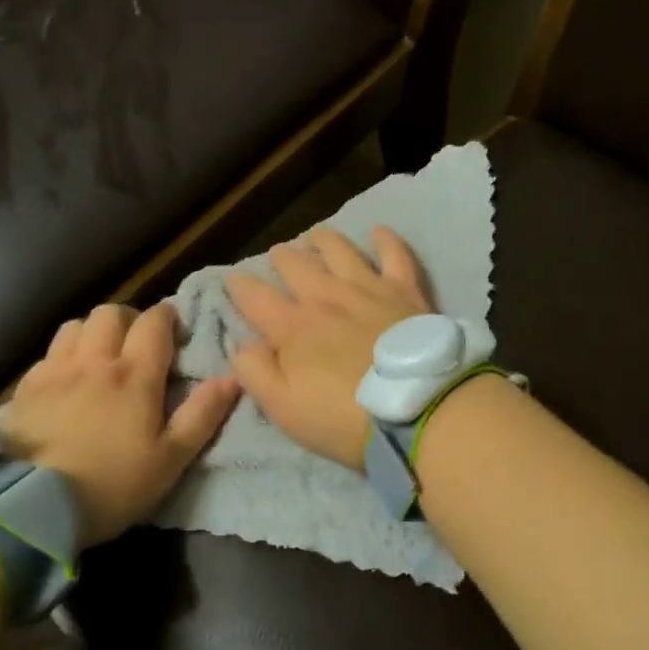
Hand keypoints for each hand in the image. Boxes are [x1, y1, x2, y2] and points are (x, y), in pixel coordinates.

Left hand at [0, 302, 238, 544]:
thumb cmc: (111, 484)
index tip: (174, 330)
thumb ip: (202, 415)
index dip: (167, 317)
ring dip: (93, 332)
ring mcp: (55, 370)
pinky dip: (63, 355)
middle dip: (129, 319)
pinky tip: (65, 380)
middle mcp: (94, 360)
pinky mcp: (24, 387)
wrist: (29, 506)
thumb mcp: (169, 460)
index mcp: (134, 374)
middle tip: (137, 343)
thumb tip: (231, 378)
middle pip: (111, 313)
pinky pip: (49, 353)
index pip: (154, 322)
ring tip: (100, 356)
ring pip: (76, 325)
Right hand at [226, 226, 430, 469]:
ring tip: (315, 235)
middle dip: (282, 257)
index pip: (256, 297)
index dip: (239, 286)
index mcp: (293, 328)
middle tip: (278, 254)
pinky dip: (385, 240)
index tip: (232, 279)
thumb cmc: (345, 418)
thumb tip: (242, 345)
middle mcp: (326, 298)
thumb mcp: (284, 409)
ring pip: (340, 250)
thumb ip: (255, 373)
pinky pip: (394, 255)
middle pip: (296, 265)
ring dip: (323, 240)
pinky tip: (378, 231)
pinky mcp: (405, 291)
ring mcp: (368, 289)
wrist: (417, 410)